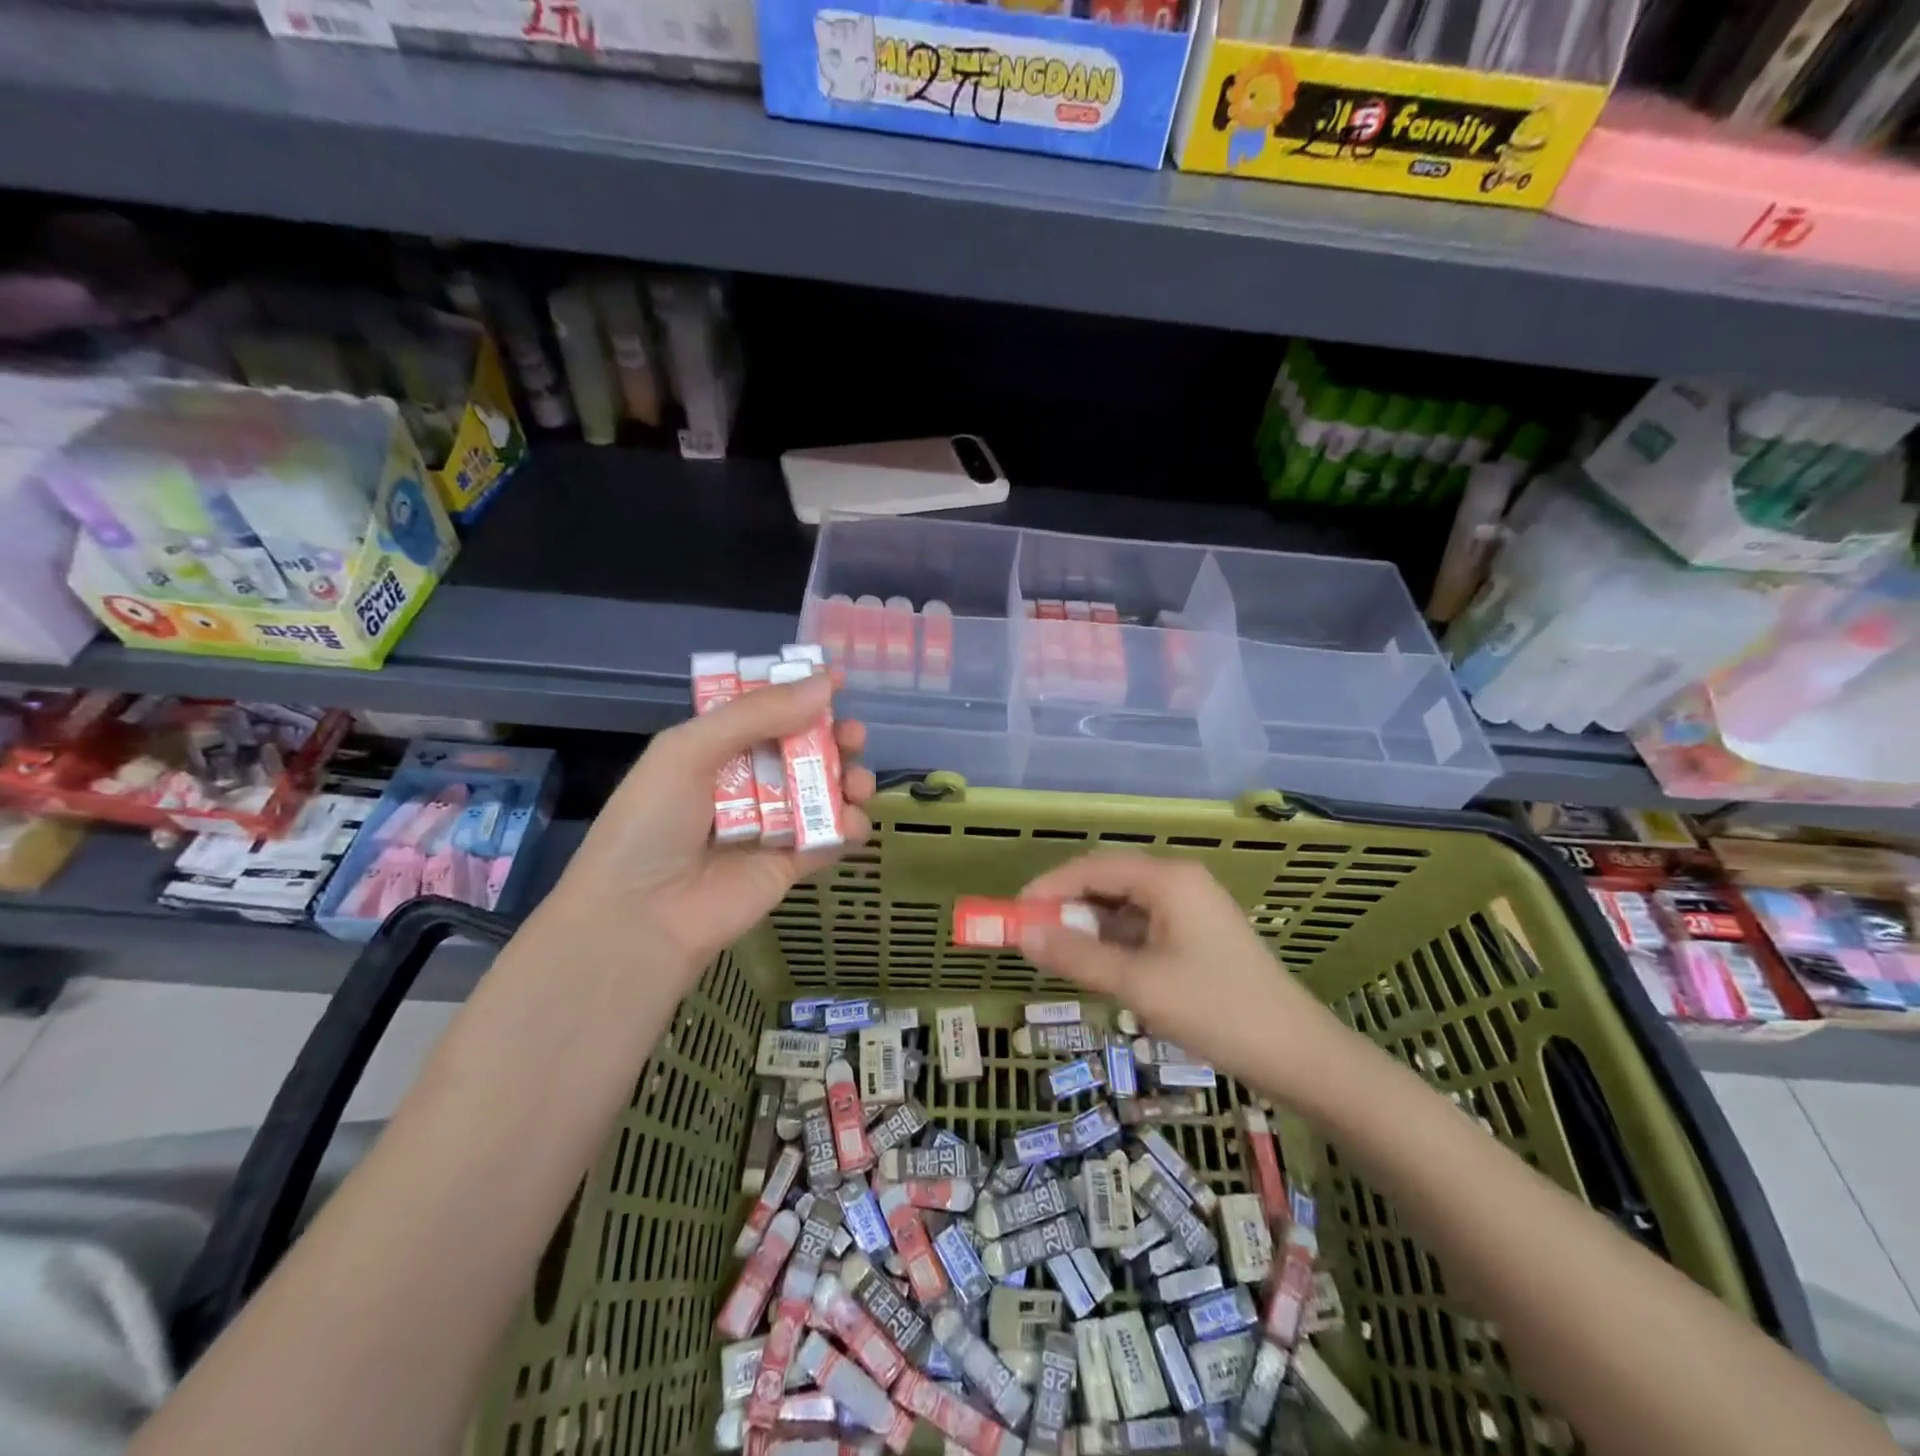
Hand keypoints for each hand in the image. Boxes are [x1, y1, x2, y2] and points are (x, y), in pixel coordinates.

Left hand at [543, 672, 874, 979]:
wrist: (640, 917)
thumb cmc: (653, 822)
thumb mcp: (691, 751)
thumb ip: (758, 714)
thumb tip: (826, 683)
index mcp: (715, 749)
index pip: (764, 711)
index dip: (798, 694)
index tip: (837, 681)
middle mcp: (746, 782)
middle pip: (802, 749)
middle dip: (833, 737)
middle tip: (853, 736)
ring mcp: (771, 824)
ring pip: (823, 791)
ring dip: (848, 779)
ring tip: (858, 783)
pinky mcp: (791, 864)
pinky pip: (830, 838)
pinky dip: (850, 827)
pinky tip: (851, 822)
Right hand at [1017, 852, 1350, 1109]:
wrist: (1299, 1056)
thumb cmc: (1216, 1011)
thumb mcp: (1138, 984)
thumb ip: (1076, 956)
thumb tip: (1022, 935)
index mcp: (1167, 879)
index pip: (1092, 867)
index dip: (1049, 888)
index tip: (1014, 915)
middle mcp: (1179, 882)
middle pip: (1107, 882)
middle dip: (1067, 908)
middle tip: (1033, 940)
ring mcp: (1192, 909)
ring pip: (1124, 908)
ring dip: (1090, 929)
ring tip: (1061, 960)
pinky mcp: (1198, 937)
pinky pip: (1143, 929)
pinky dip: (1115, 945)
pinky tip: (1101, 971)